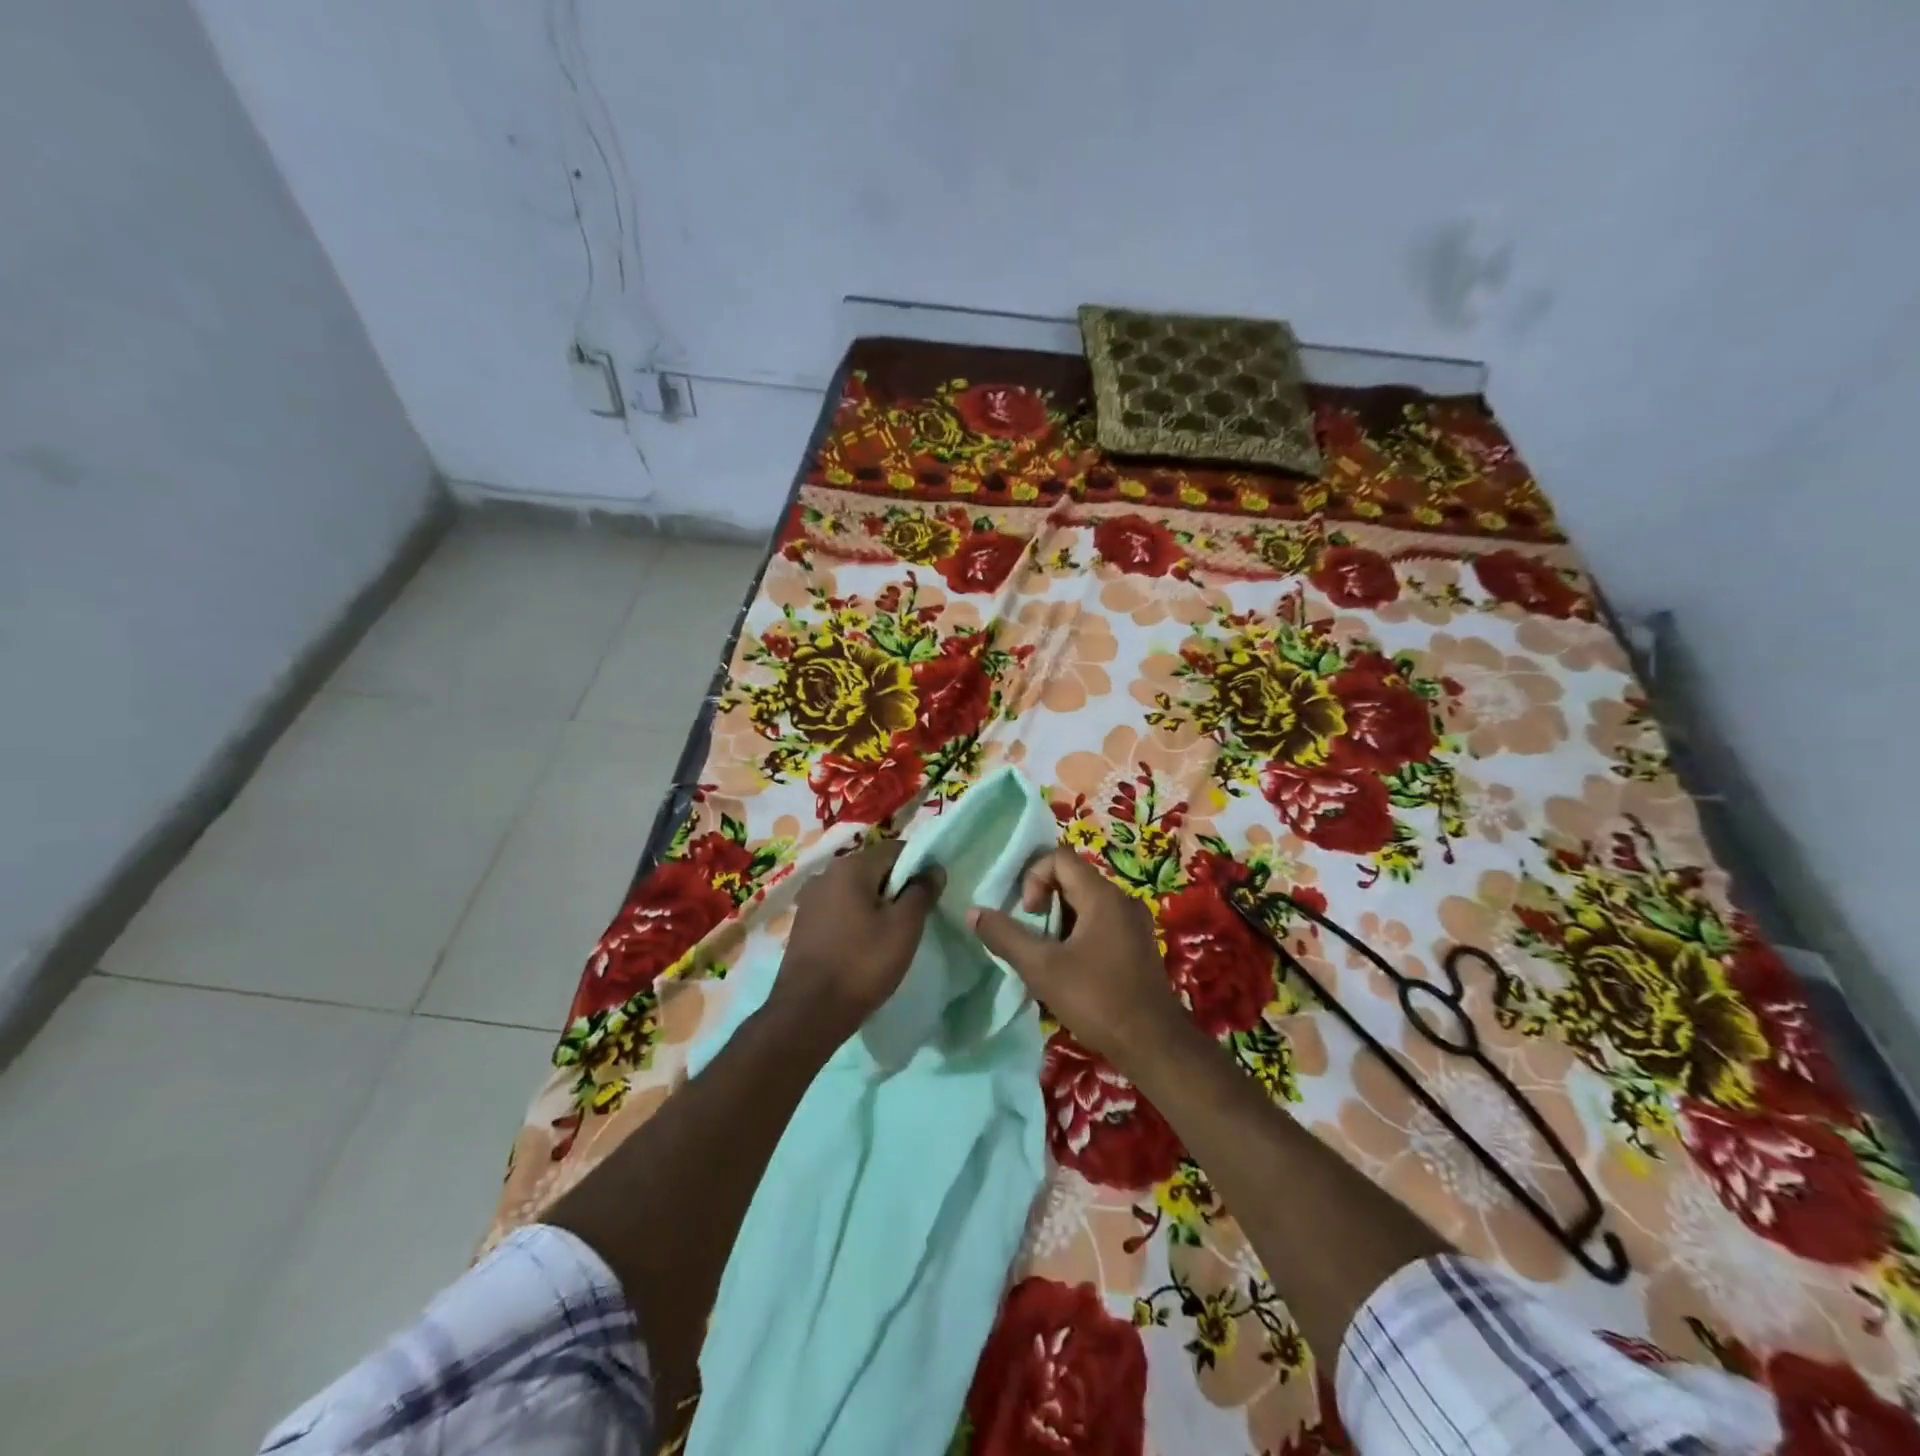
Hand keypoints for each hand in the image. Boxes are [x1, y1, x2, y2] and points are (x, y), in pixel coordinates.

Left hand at [774, 838, 943, 1036]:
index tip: (932, 892)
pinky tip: (864, 944)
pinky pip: (839, 909)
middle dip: (896, 886)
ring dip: (876, 904)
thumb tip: (934, 868)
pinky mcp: (803, 923)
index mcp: (850, 867)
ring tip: (891, 933)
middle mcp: (826, 874)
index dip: (919, 865)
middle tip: (915, 916)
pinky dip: (856, 918)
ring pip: (855, 890)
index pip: (895, 849)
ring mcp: (810, 899)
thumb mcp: (904, 927)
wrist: (808, 1013)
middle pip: (873, 868)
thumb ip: (922, 892)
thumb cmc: (862, 964)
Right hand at [969, 847, 1182, 1068]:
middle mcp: (1122, 899)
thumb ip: (1005, 936)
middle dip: (1044, 902)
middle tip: (1031, 936)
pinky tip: (1070, 969)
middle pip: (1072, 879)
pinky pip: (1101, 923)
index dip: (1034, 878)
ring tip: (1047, 956)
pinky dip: (1078, 935)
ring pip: (1086, 904)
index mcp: (1102, 895)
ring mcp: (1134, 923)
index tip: (1029, 914)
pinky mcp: (1137, 945)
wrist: (1154, 1045)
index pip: (1059, 857)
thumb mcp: (1042, 968)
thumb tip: (973, 912)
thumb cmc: (1097, 999)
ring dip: (1060, 922)